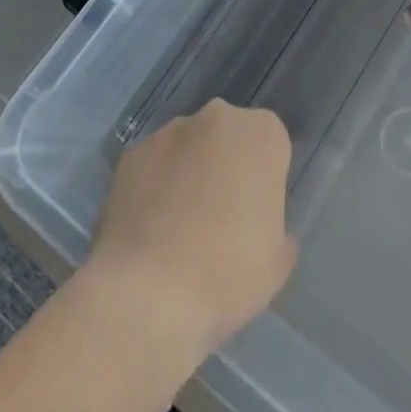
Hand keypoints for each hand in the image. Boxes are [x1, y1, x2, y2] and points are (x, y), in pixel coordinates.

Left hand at [85, 100, 297, 356]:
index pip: (270, 145)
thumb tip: (261, 226)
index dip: (262, 180)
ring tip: (176, 228)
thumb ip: (277, 232)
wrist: (148, 294)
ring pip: (189, 147)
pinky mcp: (133, 151)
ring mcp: (172, 130)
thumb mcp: (274, 264)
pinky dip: (154, 186)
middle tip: (218, 218)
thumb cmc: (227, 275)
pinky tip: (148, 229)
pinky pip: (153, 165)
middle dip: (225, 166)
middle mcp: (219, 117)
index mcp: (263, 134)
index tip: (253, 215)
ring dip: (188, 173)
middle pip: (228, 137)